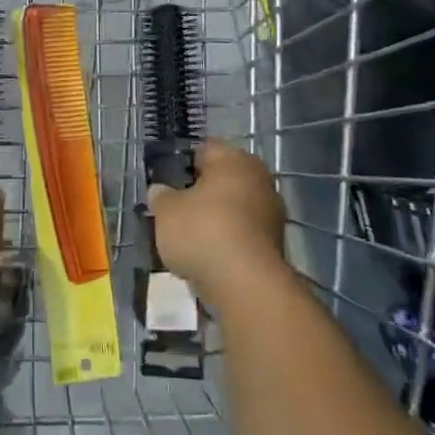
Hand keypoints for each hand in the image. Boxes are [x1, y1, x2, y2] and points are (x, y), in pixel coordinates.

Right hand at [146, 141, 287, 303]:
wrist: (245, 284)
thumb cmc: (202, 232)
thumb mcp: (166, 210)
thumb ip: (161, 195)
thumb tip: (160, 190)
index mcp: (234, 159)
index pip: (203, 150)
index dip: (180, 163)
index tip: (164, 181)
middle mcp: (258, 178)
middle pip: (220, 179)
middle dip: (198, 192)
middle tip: (173, 208)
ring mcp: (271, 212)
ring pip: (232, 207)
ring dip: (213, 217)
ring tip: (186, 236)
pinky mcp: (274, 244)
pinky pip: (241, 232)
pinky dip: (225, 239)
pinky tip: (206, 254)